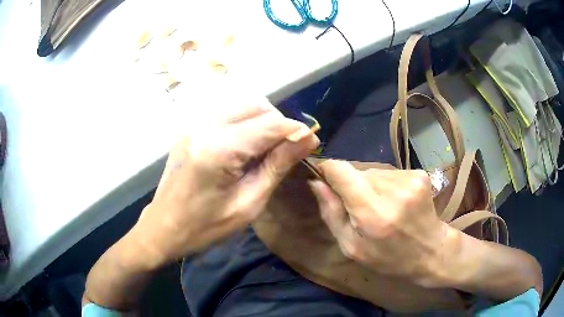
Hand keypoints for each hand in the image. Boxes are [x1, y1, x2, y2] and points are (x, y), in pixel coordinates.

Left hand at [131, 100, 318, 266]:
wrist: (163, 227)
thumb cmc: (205, 227)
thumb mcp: (248, 204)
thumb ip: (277, 166)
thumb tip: (308, 140)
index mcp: (218, 148)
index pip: (270, 123)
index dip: (296, 129)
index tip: (312, 143)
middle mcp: (205, 126)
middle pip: (256, 105)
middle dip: (279, 124)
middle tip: (287, 151)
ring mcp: (195, 124)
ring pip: (242, 106)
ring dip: (263, 122)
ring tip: (268, 151)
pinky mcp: (191, 128)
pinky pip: (227, 115)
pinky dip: (245, 124)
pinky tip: (246, 148)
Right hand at [309, 161, 455, 284]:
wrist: (431, 252)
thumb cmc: (388, 257)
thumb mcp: (352, 246)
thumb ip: (332, 213)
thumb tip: (315, 181)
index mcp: (373, 214)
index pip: (342, 171)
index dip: (328, 170)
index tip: (324, 178)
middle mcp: (393, 191)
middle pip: (358, 171)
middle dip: (352, 185)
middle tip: (361, 208)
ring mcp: (410, 179)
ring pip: (374, 171)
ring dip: (371, 185)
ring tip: (382, 207)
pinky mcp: (420, 174)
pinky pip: (390, 172)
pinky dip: (387, 184)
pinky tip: (396, 202)